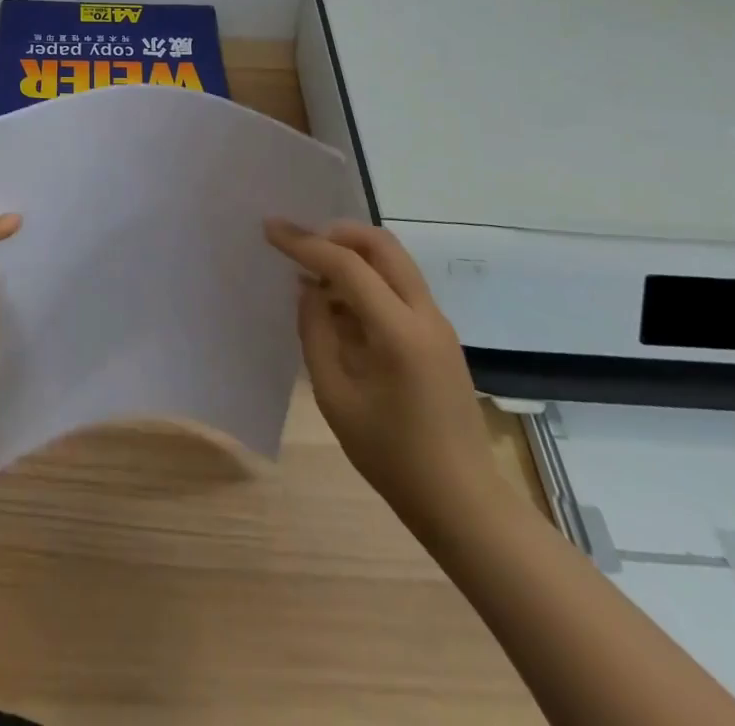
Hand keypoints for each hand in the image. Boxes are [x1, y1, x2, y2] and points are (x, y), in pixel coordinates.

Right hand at [266, 220, 500, 536]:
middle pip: (381, 245)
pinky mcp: (440, 336)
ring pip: (394, 261)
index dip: (305, 243)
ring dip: (353, 254)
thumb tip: (307, 290)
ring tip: (314, 274)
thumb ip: (316, 334)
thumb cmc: (393, 458)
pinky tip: (340, 305)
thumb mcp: (335, 398)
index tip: (270, 229)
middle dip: (336, 233)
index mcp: (399, 332)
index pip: (347, 265)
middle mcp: (425, 315)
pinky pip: (400, 286)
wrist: (464, 505)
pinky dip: (368, 278)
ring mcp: (438, 324)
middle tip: (300, 244)